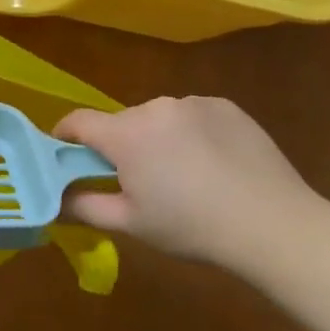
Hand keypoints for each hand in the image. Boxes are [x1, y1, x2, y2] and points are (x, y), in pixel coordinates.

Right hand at [53, 96, 318, 261]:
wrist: (274, 225)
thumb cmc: (192, 227)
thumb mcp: (131, 224)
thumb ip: (85, 206)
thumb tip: (56, 199)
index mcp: (126, 134)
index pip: (78, 121)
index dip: (65, 136)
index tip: (67, 155)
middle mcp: (155, 107)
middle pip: (121, 123)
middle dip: (120, 146)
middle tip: (139, 182)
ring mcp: (193, 103)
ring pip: (158, 119)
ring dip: (157, 139)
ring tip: (183, 176)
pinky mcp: (225, 106)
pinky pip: (192, 116)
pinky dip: (191, 134)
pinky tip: (213, 164)